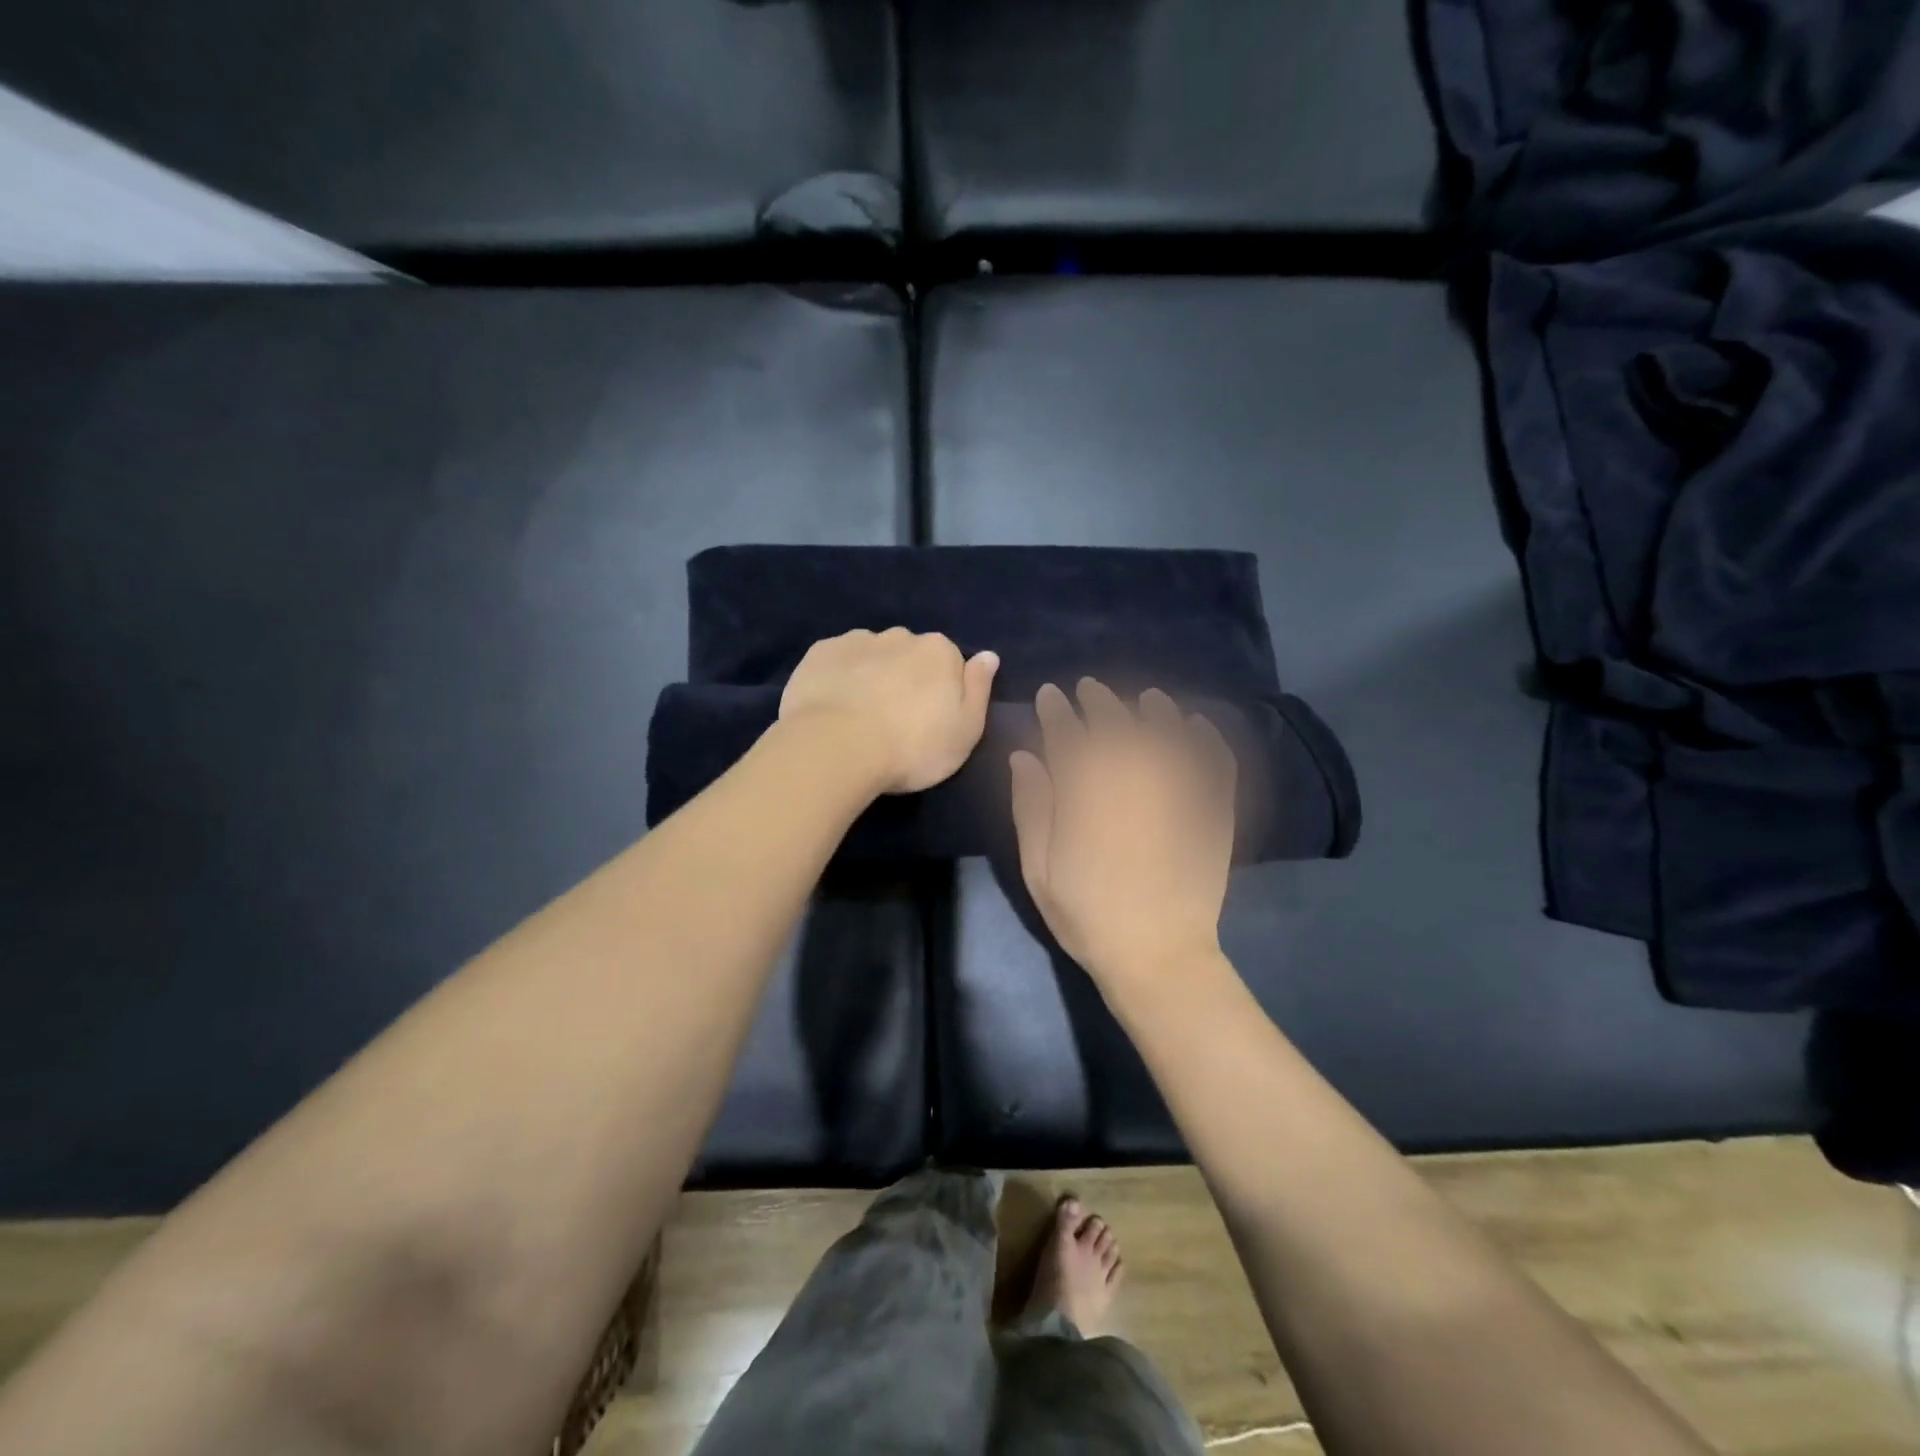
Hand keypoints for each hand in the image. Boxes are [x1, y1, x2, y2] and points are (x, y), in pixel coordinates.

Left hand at [780, 628, 999, 793]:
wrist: (836, 747)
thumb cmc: (912, 747)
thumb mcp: (965, 730)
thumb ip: (979, 689)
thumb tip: (989, 656)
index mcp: (940, 651)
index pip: (949, 662)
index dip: (941, 691)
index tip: (930, 720)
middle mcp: (901, 636)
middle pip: (909, 655)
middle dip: (905, 678)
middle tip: (895, 720)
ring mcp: (857, 641)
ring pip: (872, 655)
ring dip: (871, 675)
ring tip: (860, 716)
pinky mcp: (820, 653)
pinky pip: (837, 661)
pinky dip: (838, 677)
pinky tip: (832, 706)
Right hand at [1009, 679, 1235, 986]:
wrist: (1158, 957)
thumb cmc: (1088, 916)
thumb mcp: (1040, 870)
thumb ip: (1032, 809)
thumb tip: (1024, 757)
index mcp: (1088, 795)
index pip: (1069, 736)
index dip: (1057, 712)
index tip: (1050, 695)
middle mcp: (1133, 781)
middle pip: (1116, 726)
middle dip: (1099, 701)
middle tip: (1088, 688)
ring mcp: (1177, 794)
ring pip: (1166, 735)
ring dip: (1154, 711)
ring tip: (1147, 698)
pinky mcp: (1212, 812)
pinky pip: (1215, 764)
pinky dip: (1208, 740)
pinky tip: (1199, 726)